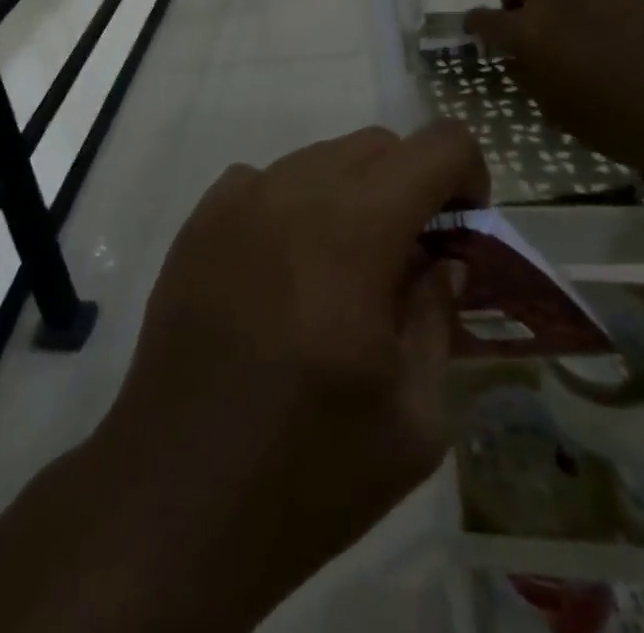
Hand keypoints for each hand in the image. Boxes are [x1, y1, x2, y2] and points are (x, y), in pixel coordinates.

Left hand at [90, 120, 488, 626]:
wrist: (176, 498)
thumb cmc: (308, 470)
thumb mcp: (414, 417)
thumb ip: (438, 316)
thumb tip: (442, 262)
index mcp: (355, 231)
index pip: (436, 146)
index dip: (468, 176)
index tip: (464, 233)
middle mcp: (293, 192)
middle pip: (378, 145)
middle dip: (412, 186)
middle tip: (412, 259)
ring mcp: (237, 199)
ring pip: (321, 158)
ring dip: (353, 194)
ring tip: (345, 271)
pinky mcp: (199, 220)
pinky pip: (266, 181)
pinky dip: (295, 205)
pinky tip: (286, 271)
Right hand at [464, 0, 643, 175]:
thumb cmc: (613, 122)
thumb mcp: (555, 109)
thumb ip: (529, 75)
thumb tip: (518, 58)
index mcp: (529, 31)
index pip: (484, 16)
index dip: (476, 24)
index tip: (479, 34)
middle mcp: (556, 0)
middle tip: (527, 25)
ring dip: (559, 9)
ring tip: (582, 48)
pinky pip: (599, 0)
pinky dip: (596, 18)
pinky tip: (618, 50)